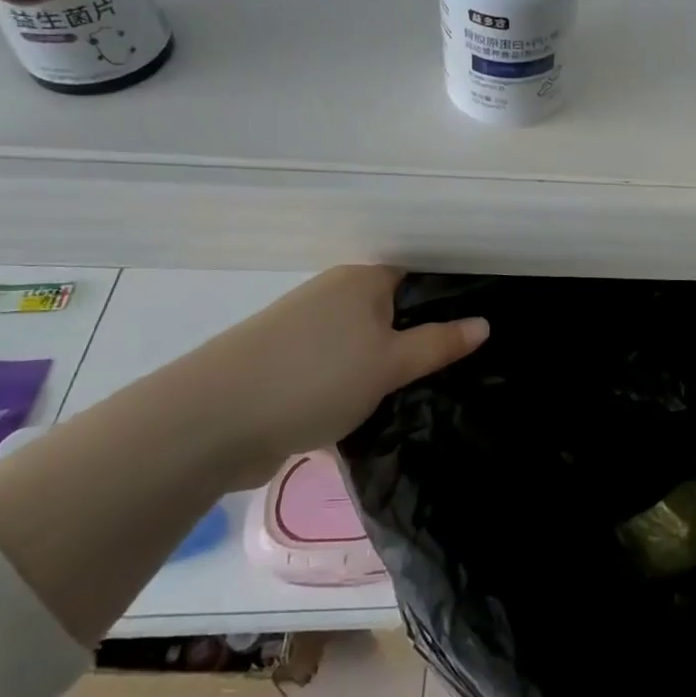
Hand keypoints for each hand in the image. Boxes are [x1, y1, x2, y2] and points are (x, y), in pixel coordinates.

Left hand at [161, 265, 487, 488]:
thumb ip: (440, 343)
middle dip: (427, 333)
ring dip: (394, 364)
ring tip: (436, 387)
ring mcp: (308, 332)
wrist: (210, 423)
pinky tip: (387, 407)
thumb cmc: (314, 378)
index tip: (485, 317)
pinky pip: (343, 368)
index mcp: (361, 279)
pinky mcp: (290, 368)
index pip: (420, 272)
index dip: (453, 293)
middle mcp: (334, 295)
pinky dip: (365, 383)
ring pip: (369, 342)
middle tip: (470, 360)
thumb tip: (484, 323)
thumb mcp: (390, 363)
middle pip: (395, 309)